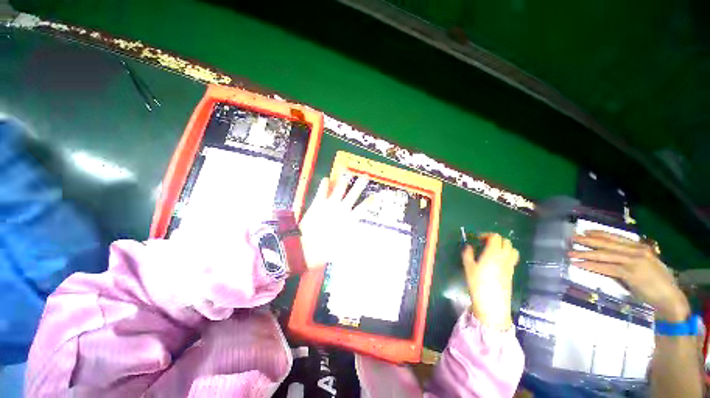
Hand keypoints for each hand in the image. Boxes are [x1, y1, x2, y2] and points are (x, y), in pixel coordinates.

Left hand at [299, 174, 368, 268]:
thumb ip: (352, 242)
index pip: (363, 208)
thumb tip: (362, 246)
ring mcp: (330, 205)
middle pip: (354, 194)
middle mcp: (342, 210)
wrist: (308, 247)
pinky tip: (326, 178)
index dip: (369, 202)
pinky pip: (322, 191)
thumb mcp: (343, 247)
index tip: (375, 196)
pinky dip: (324, 184)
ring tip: (347, 171)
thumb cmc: (327, 249)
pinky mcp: (318, 203)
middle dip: (360, 184)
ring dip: (343, 179)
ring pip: (339, 188)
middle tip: (365, 176)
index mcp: (349, 220)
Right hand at [462, 233, 519, 329]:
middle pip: (506, 241)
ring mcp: (510, 265)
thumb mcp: (468, 267)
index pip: (495, 237)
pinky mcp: (512, 273)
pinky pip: (512, 259)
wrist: (493, 303)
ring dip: (504, 247)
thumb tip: (469, 246)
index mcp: (493, 252)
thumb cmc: (478, 283)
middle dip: (495, 239)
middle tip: (484, 244)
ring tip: (493, 251)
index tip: (477, 239)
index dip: (486, 235)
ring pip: (512, 250)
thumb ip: (468, 254)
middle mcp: (504, 256)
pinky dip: (506, 255)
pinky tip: (496, 262)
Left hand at [569, 231, 688, 321]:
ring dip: (585, 253)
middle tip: (572, 238)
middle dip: (588, 240)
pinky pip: (606, 268)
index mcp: (640, 248)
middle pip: (607, 244)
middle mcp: (637, 251)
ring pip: (604, 255)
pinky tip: (580, 264)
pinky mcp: (630, 274)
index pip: (615, 238)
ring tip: (571, 253)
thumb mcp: (644, 265)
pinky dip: (591, 266)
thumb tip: (609, 257)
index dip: (599, 234)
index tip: (585, 232)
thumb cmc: (657, 284)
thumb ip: (628, 259)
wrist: (670, 299)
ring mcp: (634, 262)